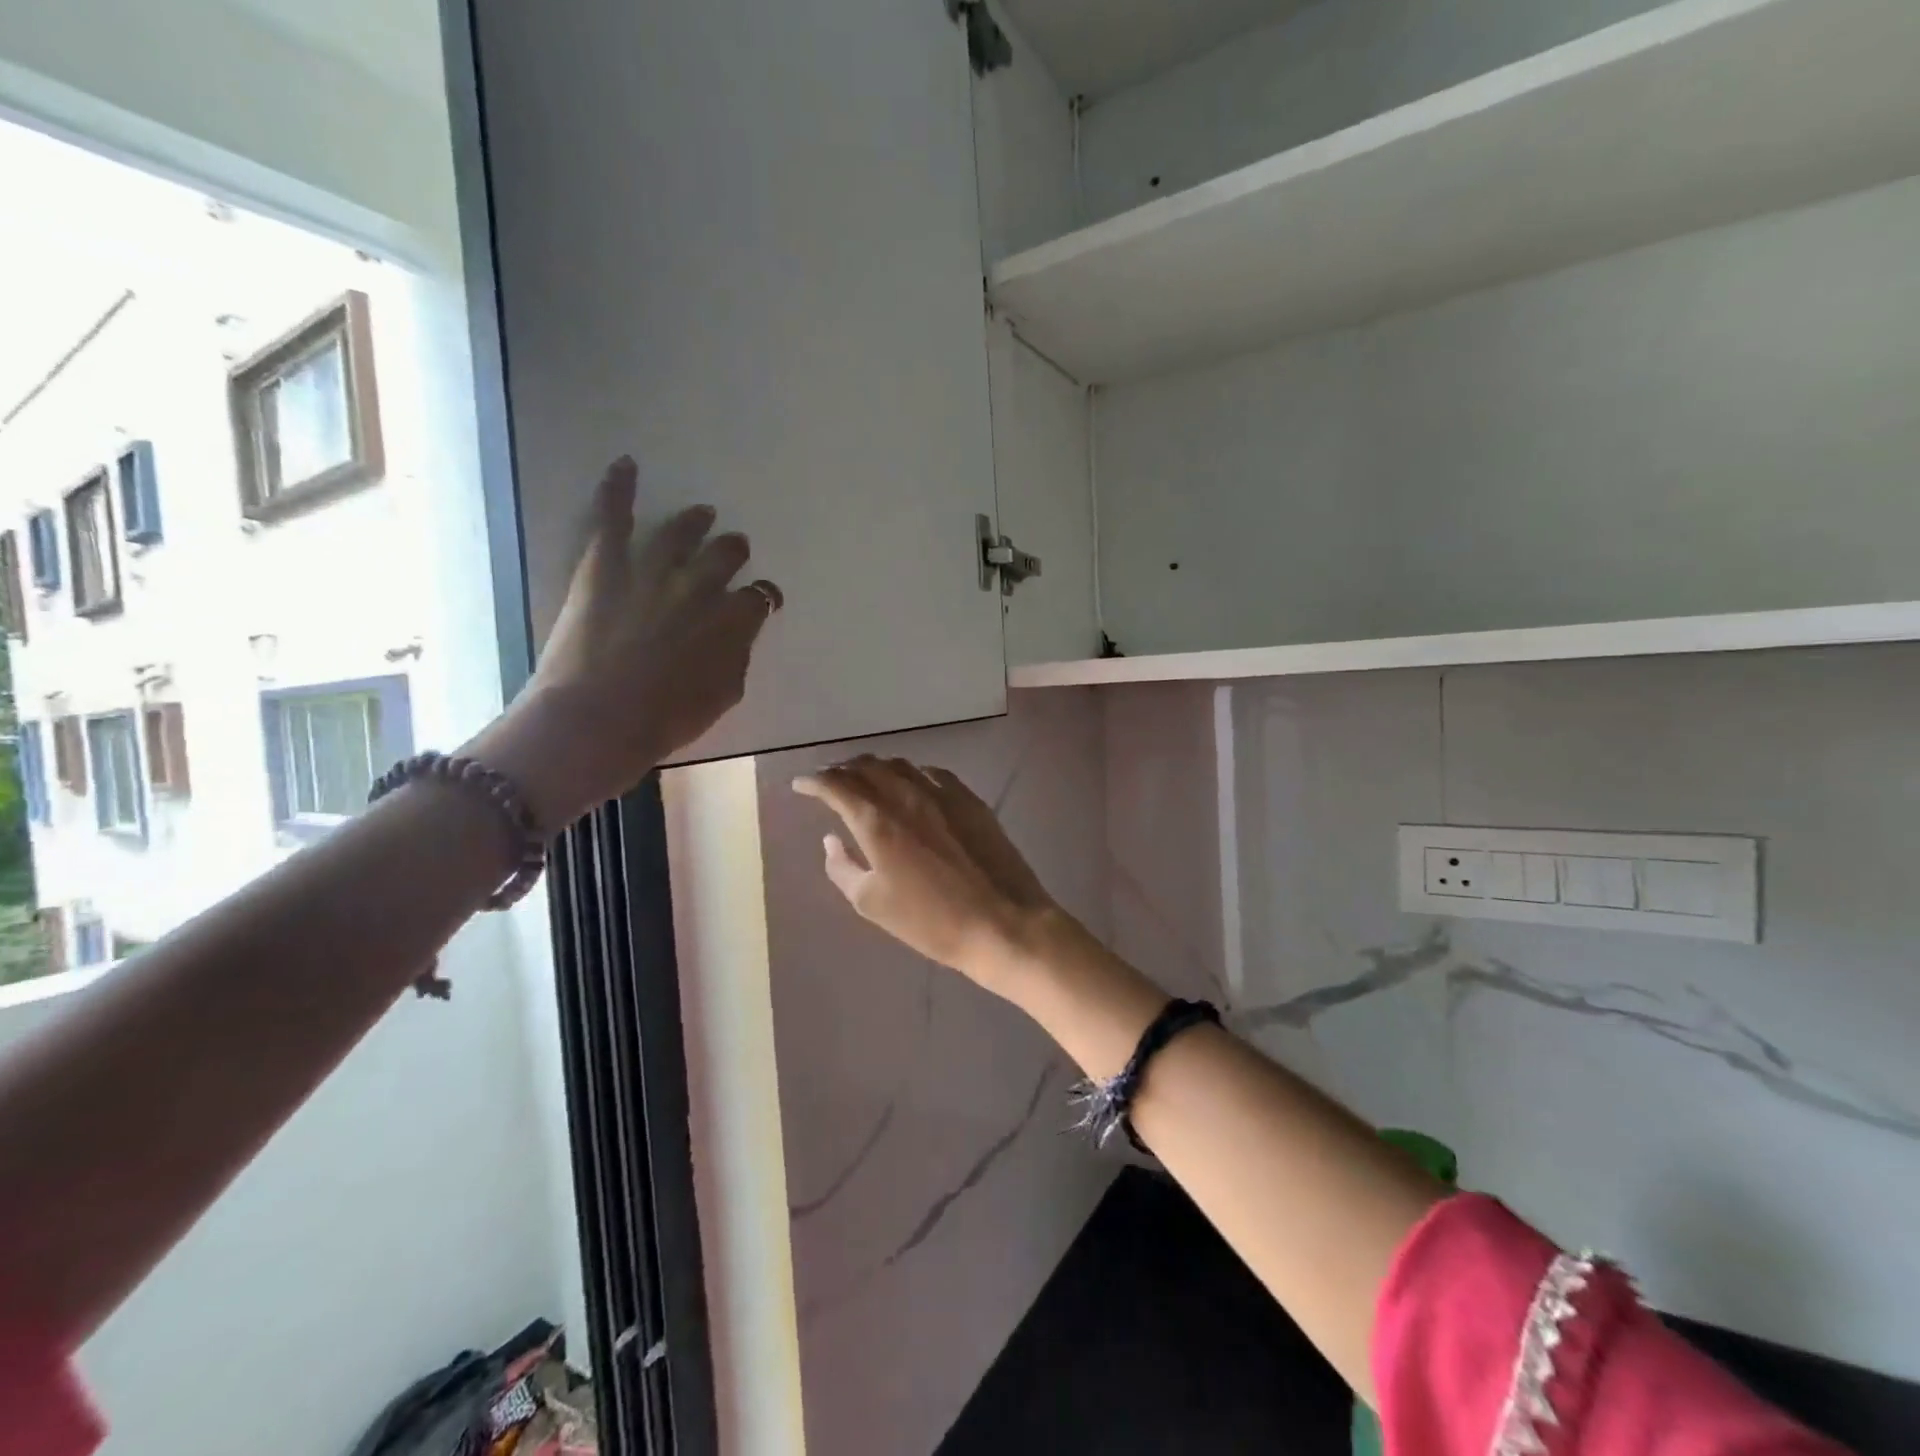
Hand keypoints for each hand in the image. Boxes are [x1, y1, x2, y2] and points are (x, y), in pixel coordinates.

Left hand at [472, 457, 781, 827]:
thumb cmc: (665, 721)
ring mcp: (651, 572)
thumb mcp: (721, 699)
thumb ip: (736, 661)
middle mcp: (699, 588)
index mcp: (731, 624)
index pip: (758, 600)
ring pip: (680, 533)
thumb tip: (736, 640)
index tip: (762, 602)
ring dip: (695, 522)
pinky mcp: (605, 566)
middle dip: (732, 552)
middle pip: (725, 557)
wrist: (598, 720)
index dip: (763, 599)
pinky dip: (618, 489)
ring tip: (702, 513)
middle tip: (733, 548)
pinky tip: (625, 464)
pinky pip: (613, 518)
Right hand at [792, 756, 1063, 992]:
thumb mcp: (872, 903)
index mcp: (877, 821)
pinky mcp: (970, 800)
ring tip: (866, 778)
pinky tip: (912, 783)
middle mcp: (906, 795)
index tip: (800, 783)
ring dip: (876, 767)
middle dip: (842, 769)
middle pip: (867, 767)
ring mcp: (943, 794)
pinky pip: (933, 773)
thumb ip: (843, 867)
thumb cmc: (930, 921)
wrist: (1002, 922)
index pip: (836, 786)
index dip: (814, 782)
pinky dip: (912, 773)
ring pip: (900, 765)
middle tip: (829, 779)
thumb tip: (831, 839)